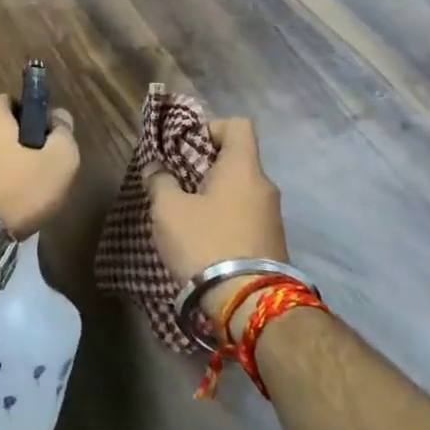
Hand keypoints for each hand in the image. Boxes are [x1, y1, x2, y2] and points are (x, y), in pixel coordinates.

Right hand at [147, 119, 286, 330]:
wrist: (249, 304)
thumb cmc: (206, 243)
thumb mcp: (169, 210)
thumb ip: (160, 181)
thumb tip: (156, 168)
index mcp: (243, 167)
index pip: (238, 125)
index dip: (211, 128)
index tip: (187, 147)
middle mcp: (264, 186)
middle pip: (237, 159)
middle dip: (206, 166)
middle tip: (177, 182)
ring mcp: (272, 216)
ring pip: (240, 190)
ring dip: (214, 195)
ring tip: (186, 214)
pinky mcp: (272, 243)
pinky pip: (245, 215)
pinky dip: (225, 218)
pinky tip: (204, 238)